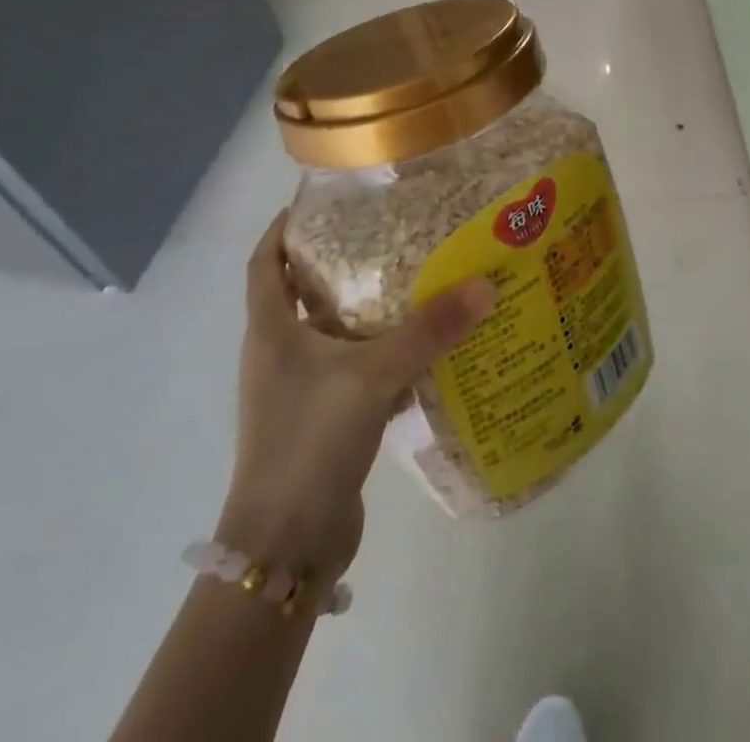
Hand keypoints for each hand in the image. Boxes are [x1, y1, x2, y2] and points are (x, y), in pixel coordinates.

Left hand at [216, 214, 495, 582]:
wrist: (285, 548)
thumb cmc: (309, 443)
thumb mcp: (372, 376)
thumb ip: (428, 330)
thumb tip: (485, 284)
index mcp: (271, 332)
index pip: (264, 264)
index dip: (283, 229)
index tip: (320, 202)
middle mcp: (279, 355)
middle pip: (304, 294)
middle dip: (341, 263)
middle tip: (390, 234)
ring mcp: (300, 392)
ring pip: (335, 335)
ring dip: (369, 311)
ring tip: (417, 282)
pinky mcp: (323, 421)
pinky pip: (356, 373)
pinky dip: (385, 357)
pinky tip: (426, 352)